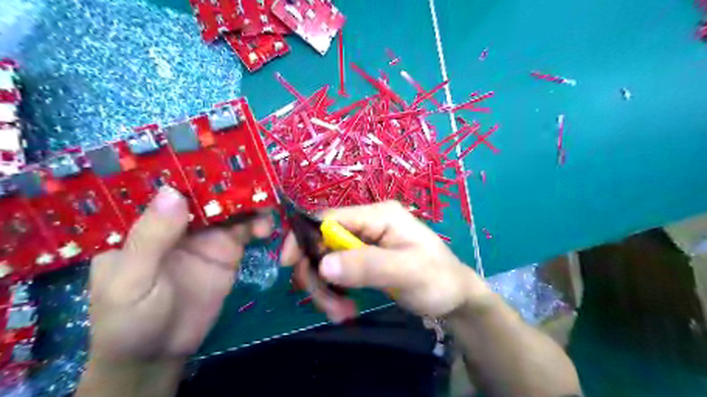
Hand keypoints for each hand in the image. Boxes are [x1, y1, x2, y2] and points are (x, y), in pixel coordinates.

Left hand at [87, 187, 272, 363]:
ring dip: (249, 202)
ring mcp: (207, 235)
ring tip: (265, 202)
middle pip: (205, 193)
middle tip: (252, 174)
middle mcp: (179, 222)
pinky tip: (266, 226)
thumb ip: (151, 239)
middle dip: (227, 182)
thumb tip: (173, 192)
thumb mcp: (132, 281)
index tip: (213, 154)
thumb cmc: (130, 318)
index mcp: (146, 221)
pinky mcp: (228, 251)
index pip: (166, 187)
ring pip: (230, 209)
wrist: (161, 353)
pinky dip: (258, 224)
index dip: (188, 169)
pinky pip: (246, 230)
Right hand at [282, 201, 492, 321]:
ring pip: (327, 260)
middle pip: (323, 241)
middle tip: (329, 306)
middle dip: (318, 274)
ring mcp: (366, 242)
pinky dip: (335, 291)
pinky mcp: (365, 260)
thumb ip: (367, 266)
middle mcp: (369, 223)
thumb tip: (322, 265)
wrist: (456, 297)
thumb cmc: (438, 279)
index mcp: (379, 215)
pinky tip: (346, 308)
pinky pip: (338, 272)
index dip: (304, 237)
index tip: (289, 265)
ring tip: (342, 313)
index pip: (329, 217)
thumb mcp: (407, 271)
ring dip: (327, 288)